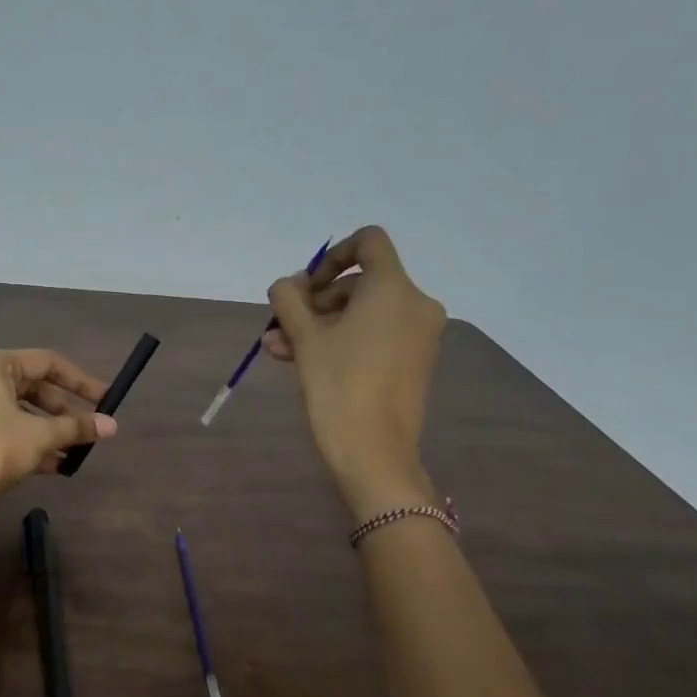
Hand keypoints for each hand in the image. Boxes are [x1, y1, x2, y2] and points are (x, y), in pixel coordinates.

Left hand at [0, 349, 115, 513]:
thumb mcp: (40, 436)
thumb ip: (76, 427)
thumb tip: (112, 425)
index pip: (46, 362)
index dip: (80, 381)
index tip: (106, 400)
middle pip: (31, 388)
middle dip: (63, 411)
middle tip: (89, 430)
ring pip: (17, 412)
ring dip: (48, 431)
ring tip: (75, 453)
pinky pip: (2, 430)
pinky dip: (27, 443)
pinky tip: (54, 466)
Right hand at [265, 226, 445, 517]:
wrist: (375, 453)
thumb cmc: (338, 386)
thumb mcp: (304, 338)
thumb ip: (289, 301)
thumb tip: (287, 285)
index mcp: (393, 289)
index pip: (369, 242)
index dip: (332, 255)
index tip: (305, 286)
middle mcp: (415, 305)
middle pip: (360, 283)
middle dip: (315, 301)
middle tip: (281, 325)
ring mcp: (418, 335)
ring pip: (362, 314)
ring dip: (320, 325)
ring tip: (278, 350)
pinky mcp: (413, 362)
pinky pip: (375, 336)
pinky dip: (342, 341)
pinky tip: (301, 361)